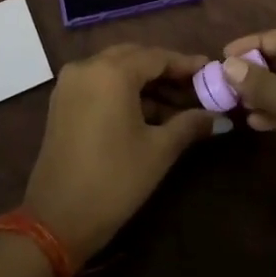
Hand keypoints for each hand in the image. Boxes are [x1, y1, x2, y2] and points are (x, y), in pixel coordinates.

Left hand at [23, 44, 217, 266]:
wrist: (56, 219)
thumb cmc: (114, 180)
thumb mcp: (158, 151)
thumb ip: (189, 124)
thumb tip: (219, 117)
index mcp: (112, 72)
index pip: (157, 57)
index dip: (185, 64)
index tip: (210, 70)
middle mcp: (87, 67)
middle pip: (134, 57)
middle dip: (165, 70)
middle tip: (195, 87)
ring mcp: (70, 82)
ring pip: (116, 69)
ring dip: (145, 82)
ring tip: (176, 105)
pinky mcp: (62, 101)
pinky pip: (99, 82)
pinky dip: (123, 90)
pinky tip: (147, 112)